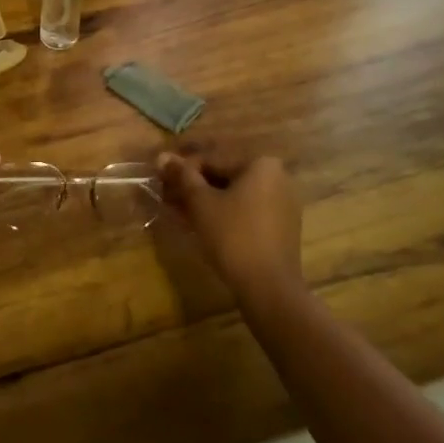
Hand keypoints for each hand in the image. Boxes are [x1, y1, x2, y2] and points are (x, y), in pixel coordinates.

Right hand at [158, 151, 303, 303]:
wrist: (269, 286)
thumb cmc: (233, 235)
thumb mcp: (201, 203)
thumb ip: (182, 176)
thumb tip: (162, 156)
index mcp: (261, 164)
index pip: (212, 159)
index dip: (182, 170)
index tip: (161, 180)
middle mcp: (277, 177)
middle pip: (224, 176)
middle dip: (194, 186)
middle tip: (167, 197)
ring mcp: (282, 203)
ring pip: (234, 195)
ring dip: (206, 201)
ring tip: (179, 212)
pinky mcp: (281, 227)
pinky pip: (247, 211)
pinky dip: (224, 214)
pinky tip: (202, 225)